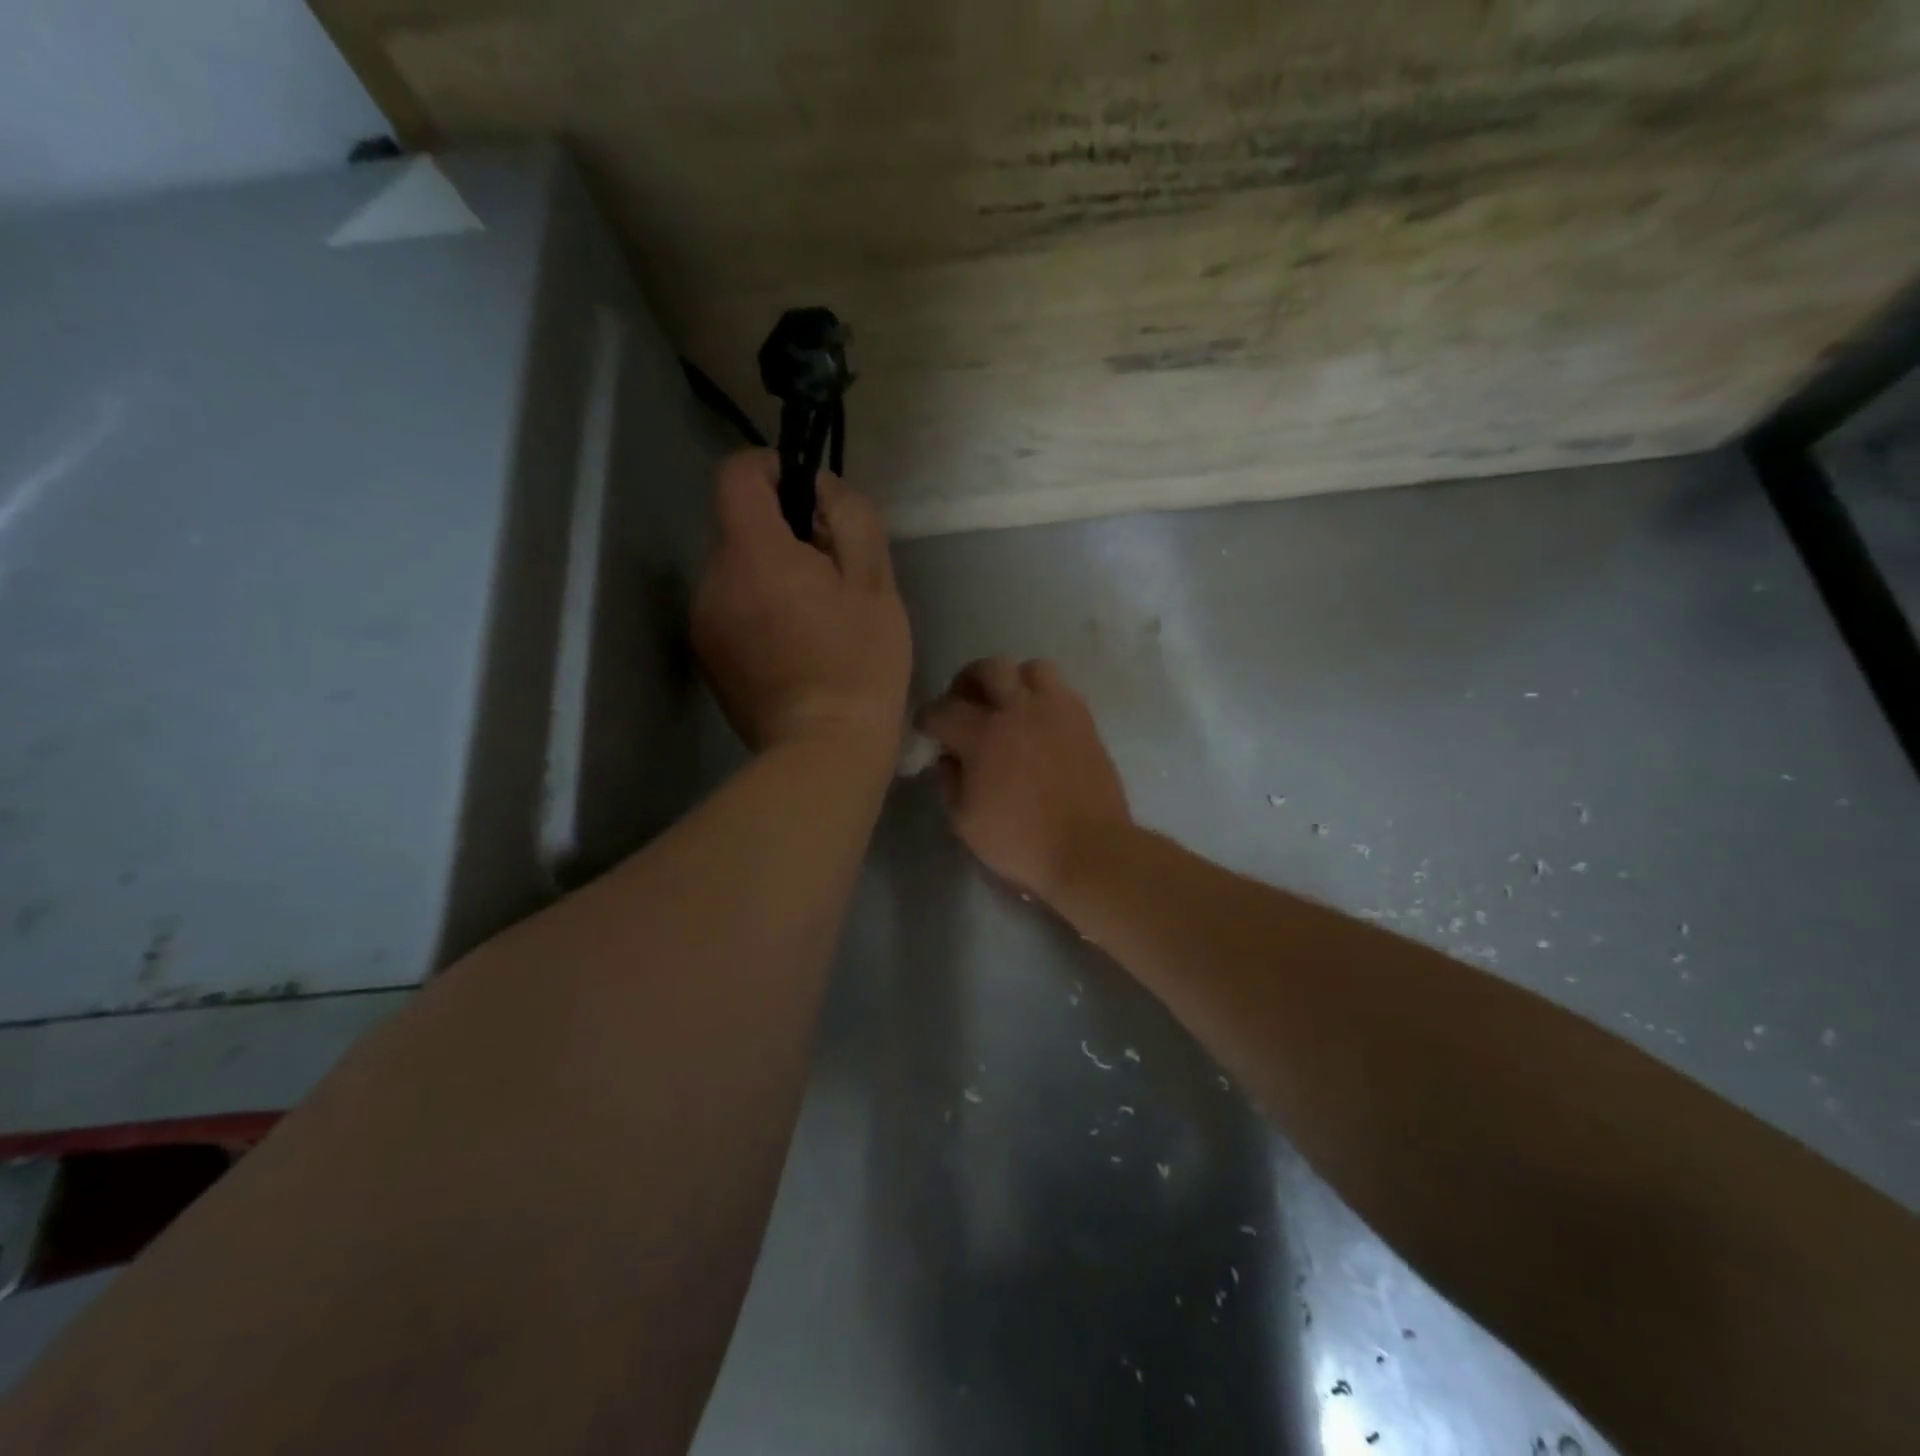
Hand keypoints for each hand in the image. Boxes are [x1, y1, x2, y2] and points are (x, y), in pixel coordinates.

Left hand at [692, 450, 910, 761]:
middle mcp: (712, 580)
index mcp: (753, 554)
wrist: (823, 753)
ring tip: (816, 617)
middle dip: (783, 534)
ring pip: (737, 570)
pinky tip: (795, 645)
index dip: (773, 469)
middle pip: (740, 526)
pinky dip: (759, 608)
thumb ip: (851, 517)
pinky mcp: (707, 657)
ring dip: (772, 574)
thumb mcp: (874, 584)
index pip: (737, 475)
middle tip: (832, 576)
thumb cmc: (859, 665)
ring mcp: (704, 622)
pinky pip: (731, 607)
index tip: (810, 498)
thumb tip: (822, 489)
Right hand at [918, 658, 1131, 899]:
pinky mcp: (1084, 720)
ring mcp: (1056, 710)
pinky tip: (1038, 722)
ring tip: (1008, 705)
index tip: (927, 729)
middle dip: (967, 682)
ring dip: (1012, 680)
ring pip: (1030, 668)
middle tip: (964, 705)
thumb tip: (947, 758)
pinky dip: (1042, 696)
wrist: (1089, 849)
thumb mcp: (965, 821)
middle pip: (987, 669)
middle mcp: (1019, 710)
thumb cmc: (1020, 842)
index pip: (942, 710)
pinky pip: (1061, 689)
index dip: (927, 718)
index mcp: (983, 735)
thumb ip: (949, 782)